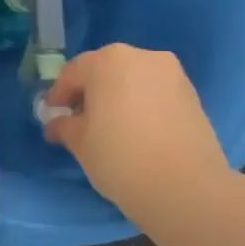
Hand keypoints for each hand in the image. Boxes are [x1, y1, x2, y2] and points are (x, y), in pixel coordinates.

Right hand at [43, 44, 230, 228]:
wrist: (187, 189)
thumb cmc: (121, 158)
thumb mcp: (80, 143)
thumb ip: (64, 126)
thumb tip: (57, 124)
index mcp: (108, 61)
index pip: (73, 73)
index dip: (59, 96)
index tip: (52, 116)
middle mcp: (141, 57)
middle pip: (105, 70)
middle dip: (90, 92)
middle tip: (79, 120)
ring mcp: (172, 74)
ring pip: (132, 80)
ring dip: (117, 97)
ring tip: (110, 127)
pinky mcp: (192, 94)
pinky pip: (154, 92)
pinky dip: (141, 104)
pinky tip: (136, 131)